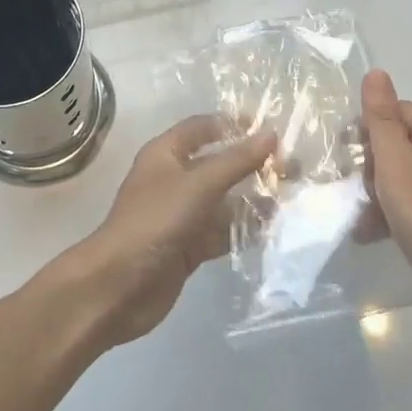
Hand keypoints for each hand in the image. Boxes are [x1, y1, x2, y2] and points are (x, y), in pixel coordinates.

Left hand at [62, 116, 274, 346]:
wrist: (119, 286)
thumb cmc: (155, 222)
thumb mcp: (198, 185)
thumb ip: (236, 161)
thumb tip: (271, 133)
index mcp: (166, 154)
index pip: (202, 127)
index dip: (233, 124)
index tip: (270, 128)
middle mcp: (174, 179)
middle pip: (218, 164)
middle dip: (252, 165)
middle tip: (293, 167)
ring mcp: (181, 214)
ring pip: (223, 200)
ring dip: (253, 199)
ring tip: (293, 198)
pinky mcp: (188, 246)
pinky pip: (222, 231)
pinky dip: (244, 230)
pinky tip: (274, 230)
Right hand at [362, 69, 411, 330]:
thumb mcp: (397, 165)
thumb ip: (382, 119)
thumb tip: (376, 72)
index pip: (398, 112)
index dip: (369, 129)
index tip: (348, 154)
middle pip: (399, 143)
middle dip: (371, 165)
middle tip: (357, 188)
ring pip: (401, 174)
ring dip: (376, 192)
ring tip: (361, 214)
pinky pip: (411, 201)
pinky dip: (390, 212)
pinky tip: (370, 231)